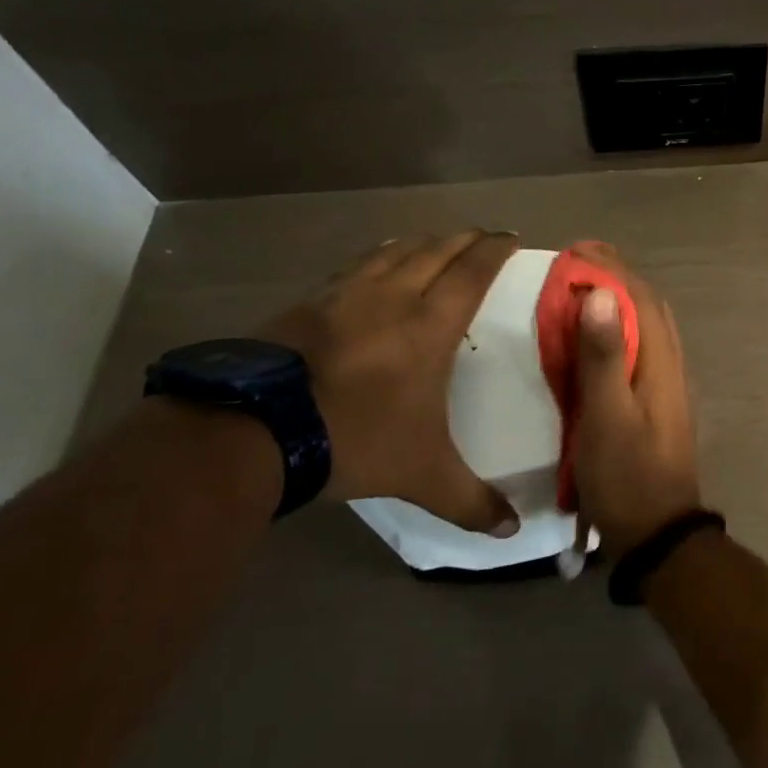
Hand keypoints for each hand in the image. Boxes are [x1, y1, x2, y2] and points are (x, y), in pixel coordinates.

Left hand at [259, 230, 521, 534]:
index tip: (511, 237)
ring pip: (394, 251)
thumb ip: (470, 500)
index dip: (495, 250)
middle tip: (483, 236)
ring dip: (422, 242)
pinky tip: (375, 262)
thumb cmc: (355, 439)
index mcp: (429, 325)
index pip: (472, 272)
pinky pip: (355, 266)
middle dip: (465, 239)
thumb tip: (512, 531)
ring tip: (435, 241)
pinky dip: (378, 255)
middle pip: (437, 250)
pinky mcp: (307, 303)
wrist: (255, 431)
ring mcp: (345, 295)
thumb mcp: (421, 475)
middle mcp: (392, 297)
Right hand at [569, 244, 700, 558]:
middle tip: (577, 260)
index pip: (641, 297)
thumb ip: (604, 357)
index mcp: (661, 361)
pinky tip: (594, 336)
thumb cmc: (627, 475)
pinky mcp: (655, 401)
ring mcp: (666, 383)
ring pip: (646, 325)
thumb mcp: (607, 416)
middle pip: (648, 305)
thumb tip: (601, 294)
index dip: (612, 268)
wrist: (657, 532)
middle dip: (616, 276)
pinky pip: (639, 348)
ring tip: (582, 287)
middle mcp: (669, 363)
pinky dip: (618, 328)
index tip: (577, 249)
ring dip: (618, 300)